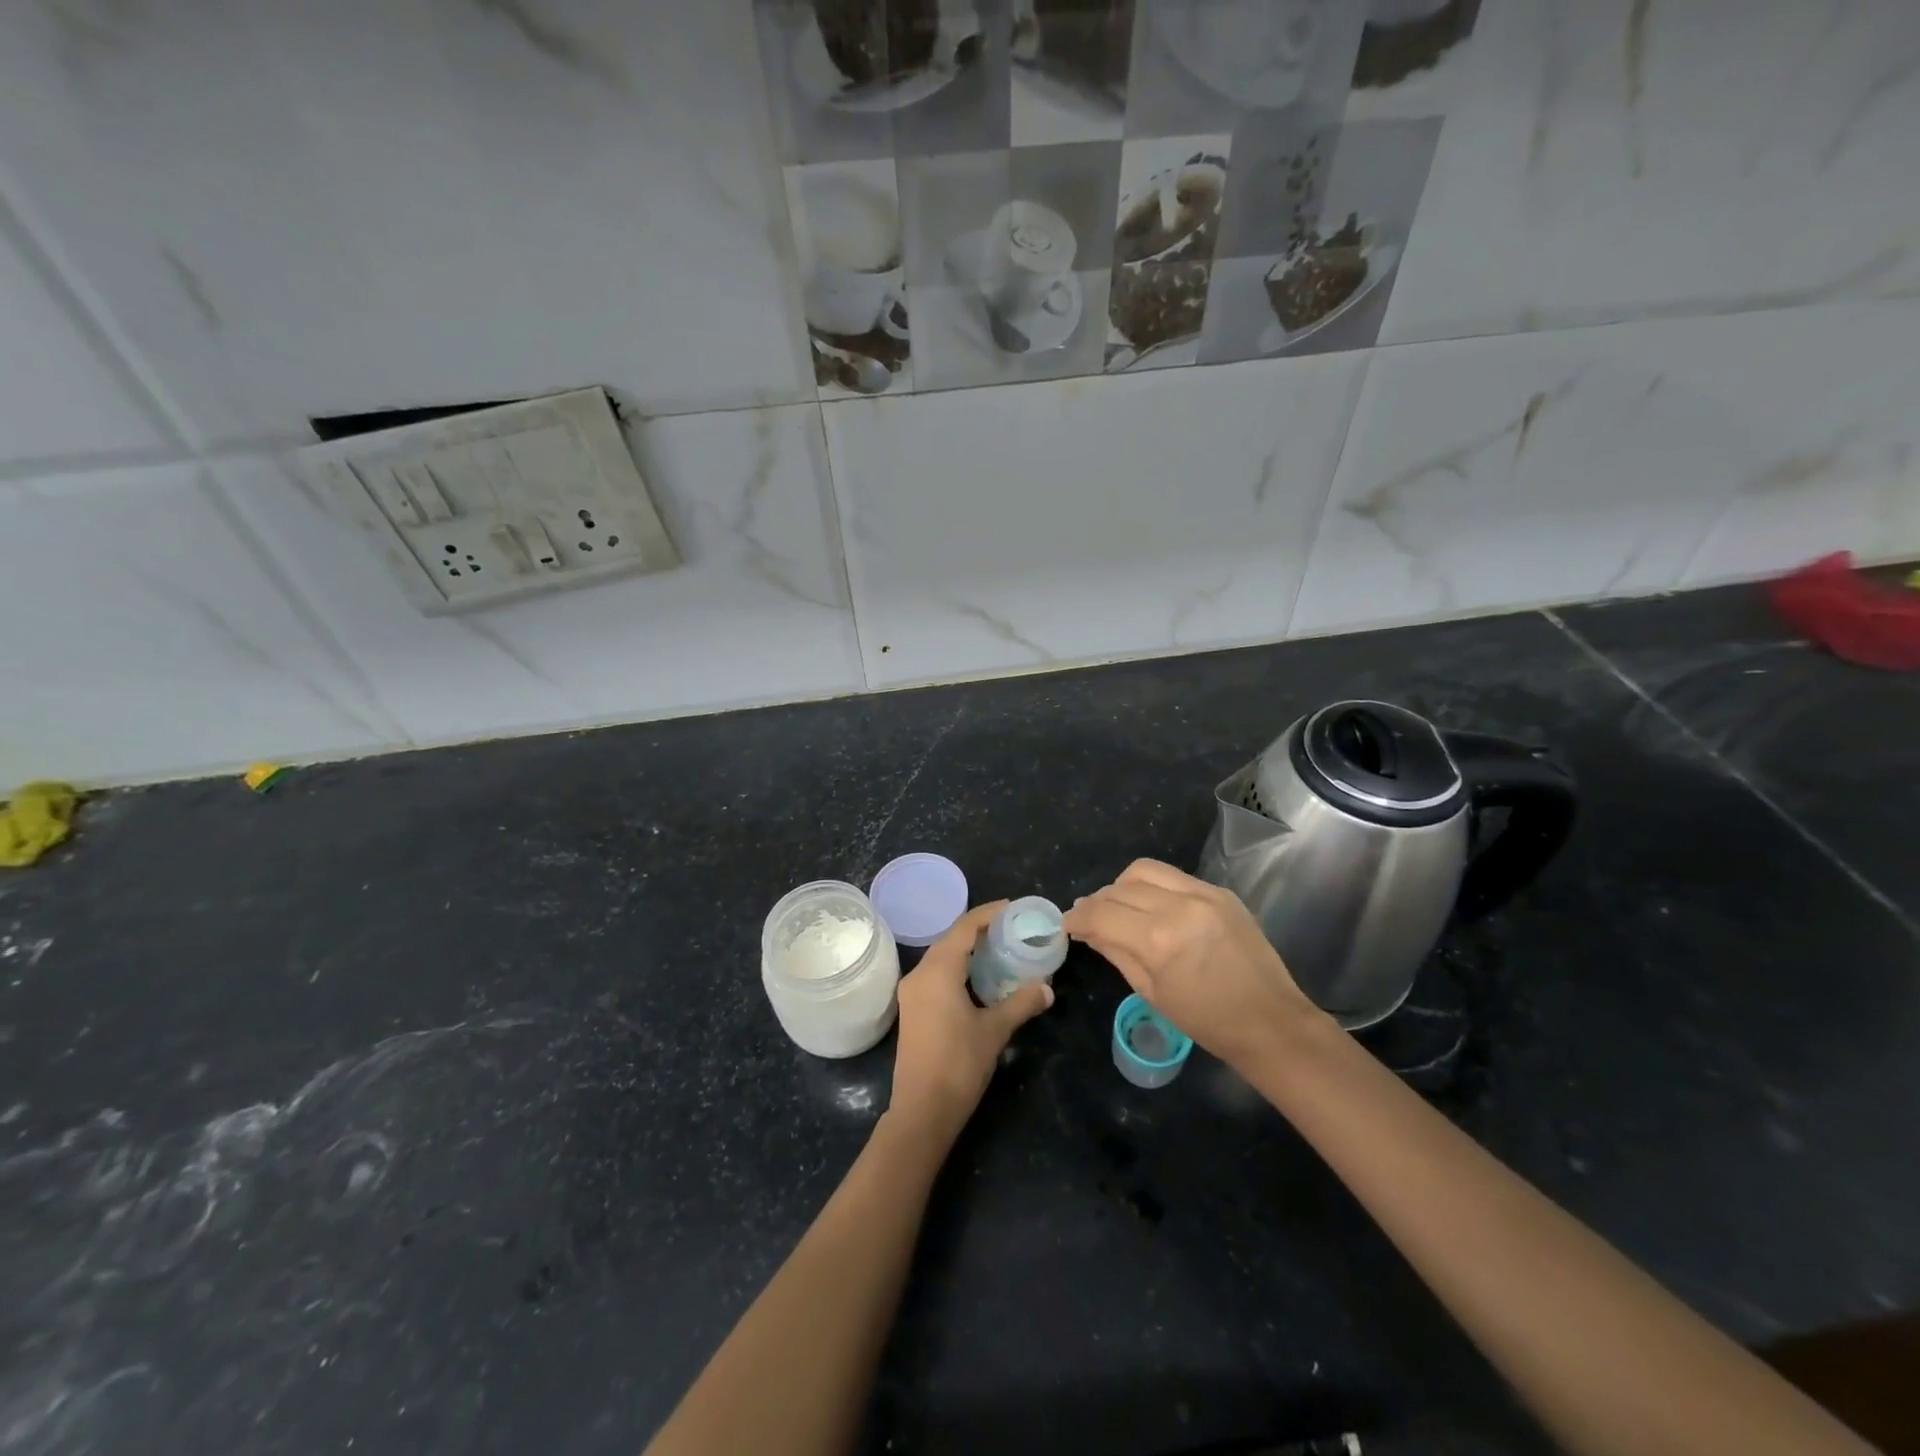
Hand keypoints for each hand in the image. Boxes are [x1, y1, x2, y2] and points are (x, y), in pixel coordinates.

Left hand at [888, 901, 1053, 1141]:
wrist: (922, 1110)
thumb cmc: (959, 1065)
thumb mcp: (995, 1031)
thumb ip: (1021, 1003)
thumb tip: (1047, 988)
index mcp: (938, 971)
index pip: (964, 927)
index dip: (988, 913)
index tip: (1013, 908)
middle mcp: (919, 974)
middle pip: (950, 939)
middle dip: (979, 929)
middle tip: (1011, 928)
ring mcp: (912, 992)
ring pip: (941, 957)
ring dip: (967, 949)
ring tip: (999, 947)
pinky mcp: (912, 1008)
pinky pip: (936, 973)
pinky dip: (957, 967)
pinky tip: (978, 977)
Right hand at [1063, 859, 1320, 1068]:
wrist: (1271, 1021)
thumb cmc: (1207, 1021)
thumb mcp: (1151, 992)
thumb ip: (1116, 952)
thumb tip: (1088, 929)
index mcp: (1158, 940)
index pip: (1101, 914)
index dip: (1077, 918)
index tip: (1067, 925)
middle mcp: (1179, 906)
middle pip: (1119, 888)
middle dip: (1097, 902)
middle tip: (1089, 918)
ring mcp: (1203, 894)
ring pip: (1144, 870)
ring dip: (1122, 886)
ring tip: (1119, 907)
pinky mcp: (1220, 892)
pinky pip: (1174, 877)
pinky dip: (1154, 887)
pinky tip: (1153, 907)